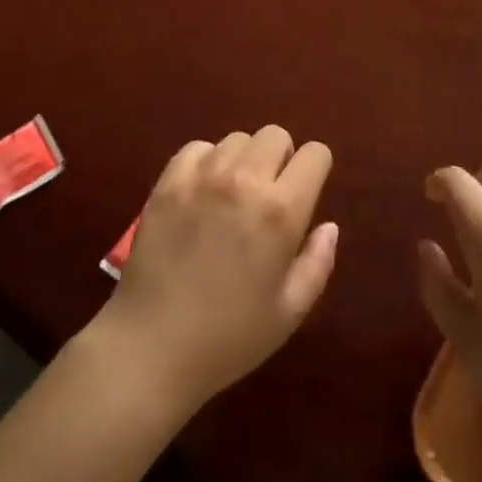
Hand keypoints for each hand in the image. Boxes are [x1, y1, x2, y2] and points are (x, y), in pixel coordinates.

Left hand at [90, 127, 336, 413]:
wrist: (152, 347)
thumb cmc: (229, 337)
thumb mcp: (289, 312)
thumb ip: (317, 263)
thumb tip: (328, 226)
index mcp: (281, 211)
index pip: (315, 154)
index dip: (315, 170)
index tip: (306, 192)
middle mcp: (244, 180)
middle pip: (275, 135)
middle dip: (281, 159)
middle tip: (269, 195)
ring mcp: (201, 176)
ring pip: (237, 139)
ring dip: (243, 160)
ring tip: (232, 196)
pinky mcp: (168, 181)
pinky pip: (197, 148)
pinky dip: (206, 162)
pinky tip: (201, 193)